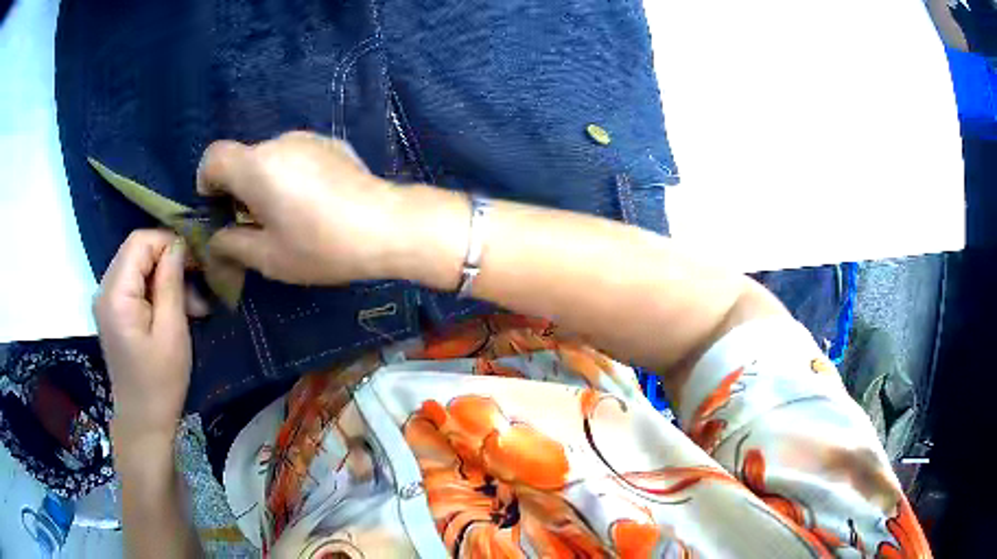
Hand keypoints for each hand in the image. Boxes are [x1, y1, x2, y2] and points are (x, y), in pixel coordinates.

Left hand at [94, 230, 197, 442]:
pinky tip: (173, 311)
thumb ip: (170, 283)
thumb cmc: (160, 383)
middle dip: (168, 261)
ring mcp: (106, 300)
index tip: (195, 264)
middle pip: (137, 251)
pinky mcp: (112, 311)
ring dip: (164, 278)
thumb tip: (178, 246)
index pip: (140, 241)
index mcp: (116, 294)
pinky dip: (155, 290)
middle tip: (196, 288)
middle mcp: (105, 289)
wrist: (143, 421)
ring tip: (190, 305)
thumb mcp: (172, 332)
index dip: (168, 244)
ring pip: (137, 265)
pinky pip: (134, 283)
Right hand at [196, 131, 410, 284]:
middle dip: (238, 189)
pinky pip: (297, 157)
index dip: (207, 182)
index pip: (213, 156)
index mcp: (256, 165)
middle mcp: (279, 142)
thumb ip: (232, 245)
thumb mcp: (268, 257)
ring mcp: (309, 139)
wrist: (387, 225)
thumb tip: (216, 240)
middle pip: (243, 159)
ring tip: (289, 217)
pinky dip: (291, 176)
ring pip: (271, 158)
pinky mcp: (332, 144)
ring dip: (266, 183)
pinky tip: (315, 204)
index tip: (220, 209)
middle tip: (254, 225)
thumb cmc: (320, 245)